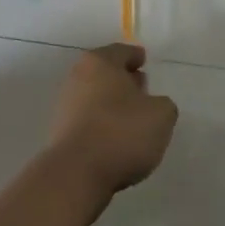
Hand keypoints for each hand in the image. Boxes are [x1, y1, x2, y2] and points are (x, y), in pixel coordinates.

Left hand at [47, 45, 177, 222]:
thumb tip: (152, 105)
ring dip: (113, 104)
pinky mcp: (61, 132)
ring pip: (96, 96)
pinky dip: (102, 123)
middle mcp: (78, 77)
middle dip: (124, 79)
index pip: (122, 51)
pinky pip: (88, 120)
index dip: (136, 56)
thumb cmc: (121, 133)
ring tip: (134, 119)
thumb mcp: (161, 115)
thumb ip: (163, 104)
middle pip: (105, 72)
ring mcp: (66, 105)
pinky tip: (117, 139)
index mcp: (100, 62)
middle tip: (142, 88)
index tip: (144, 61)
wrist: (77, 174)